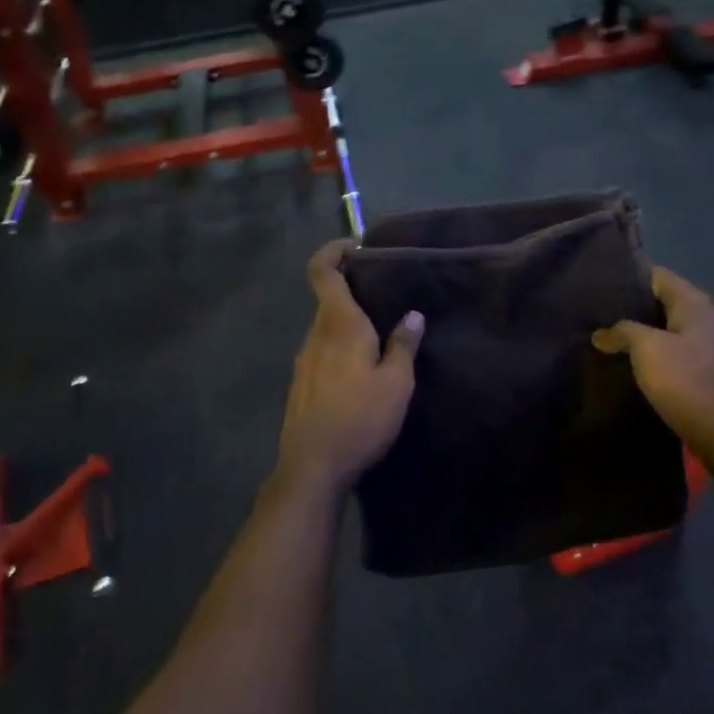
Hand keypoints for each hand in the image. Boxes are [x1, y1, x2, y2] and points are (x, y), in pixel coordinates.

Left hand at [276, 240, 425, 491]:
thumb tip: (413, 316)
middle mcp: (315, 335)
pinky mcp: (300, 384)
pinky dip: (340, 349)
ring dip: (348, 325)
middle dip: (353, 292)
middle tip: (387, 299)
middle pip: (328, 300)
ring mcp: (303, 361)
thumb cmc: (360, 419)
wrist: (313, 466)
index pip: (322, 271)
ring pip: (326, 329)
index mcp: (339, 325)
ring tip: (381, 339)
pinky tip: (360, 373)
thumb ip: (404, 346)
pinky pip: (322, 353)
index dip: (333, 250)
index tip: (357, 247)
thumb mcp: (396, 384)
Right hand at [593, 267, 713, 447]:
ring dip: (648, 334)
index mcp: (697, 304)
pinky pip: (682, 351)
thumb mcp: (646, 349)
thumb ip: (622, 332)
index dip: (631, 279)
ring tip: (614, 341)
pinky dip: (661, 354)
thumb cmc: (686, 381)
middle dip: (636, 309)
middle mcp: (712, 317)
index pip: (660, 277)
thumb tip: (601, 334)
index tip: (602, 288)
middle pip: (667, 302)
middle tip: (602, 317)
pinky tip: (639, 365)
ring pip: (674, 329)